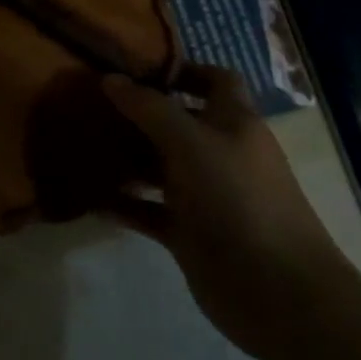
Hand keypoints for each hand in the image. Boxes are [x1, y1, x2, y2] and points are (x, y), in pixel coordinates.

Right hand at [104, 65, 360, 359]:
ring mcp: (204, 195)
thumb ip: (149, 108)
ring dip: (126, 156)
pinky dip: (124, 204)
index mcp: (233, 122)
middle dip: (139, 112)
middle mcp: (219, 152)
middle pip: (177, 122)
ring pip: (159, 166)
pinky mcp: (190, 233)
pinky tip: (91, 196)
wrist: (279, 293)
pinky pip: (150, 210)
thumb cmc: (238, 199)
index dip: (181, 69)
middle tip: (91, 100)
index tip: (135, 65)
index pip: (214, 79)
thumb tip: (110, 78)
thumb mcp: (191, 142)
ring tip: (81, 142)